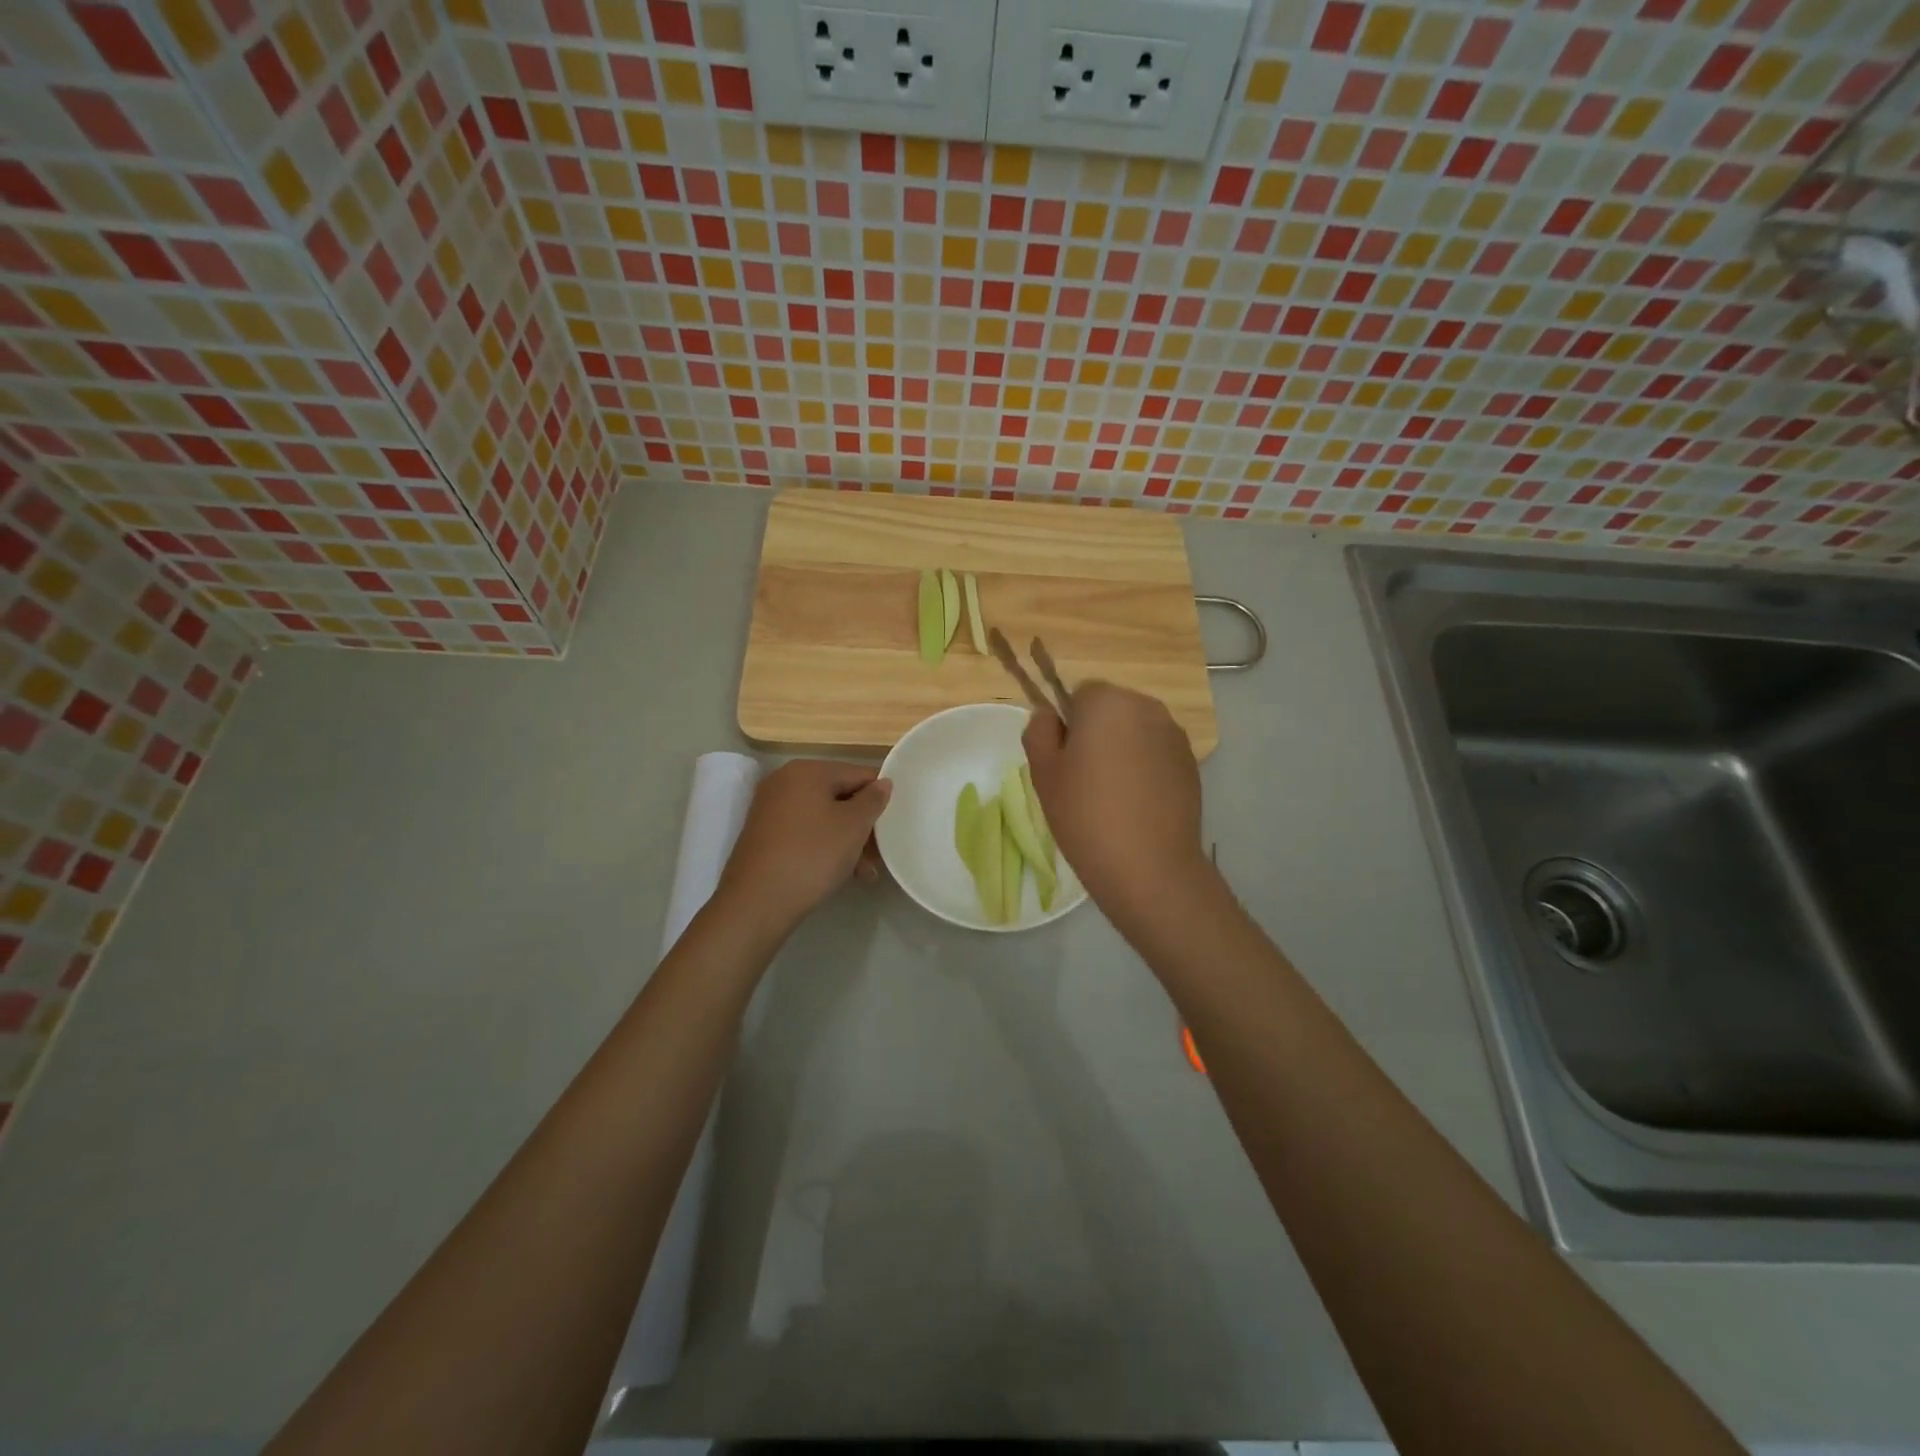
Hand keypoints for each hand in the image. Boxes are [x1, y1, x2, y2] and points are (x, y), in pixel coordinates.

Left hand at [717, 759, 891, 932]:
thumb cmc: (812, 855)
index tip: (895, 822)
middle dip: (863, 825)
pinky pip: (804, 832)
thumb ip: (873, 799)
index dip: (881, 796)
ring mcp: (770, 808)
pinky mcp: (763, 834)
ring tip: (865, 873)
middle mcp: (785, 781)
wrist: (757, 902)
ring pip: (823, 817)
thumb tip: (883, 782)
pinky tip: (840, 872)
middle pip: (839, 796)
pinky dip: (824, 846)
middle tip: (880, 854)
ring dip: (847, 841)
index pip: (858, 773)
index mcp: (807, 771)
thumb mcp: (853, 826)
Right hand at [1022, 682, 1211, 922]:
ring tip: (1113, 796)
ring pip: (1136, 731)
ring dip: (1123, 749)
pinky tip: (1137, 805)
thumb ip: (1039, 731)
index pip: (1080, 693)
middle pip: (1112, 709)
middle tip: (1084, 780)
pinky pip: (1157, 754)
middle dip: (1097, 733)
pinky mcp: (1191, 764)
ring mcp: (1174, 736)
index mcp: (1107, 702)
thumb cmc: (1086, 815)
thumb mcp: (1043, 773)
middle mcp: (1147, 707)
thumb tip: (1049, 716)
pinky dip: (1145, 768)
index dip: (1068, 724)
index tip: (1064, 760)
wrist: (1149, 867)